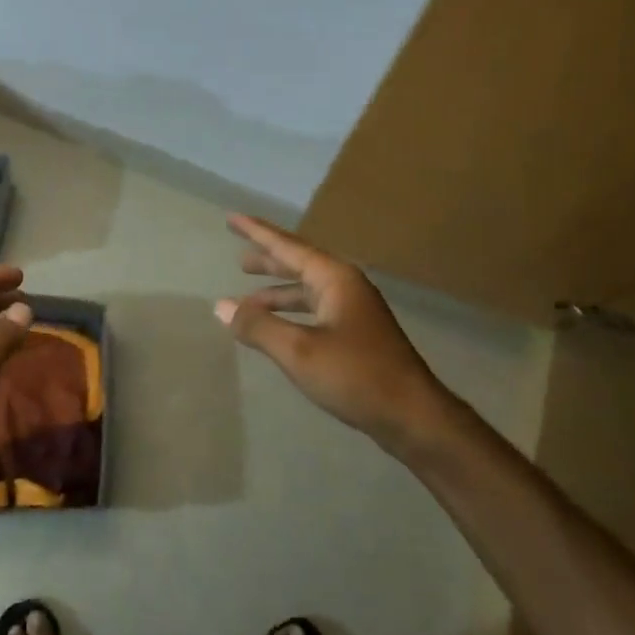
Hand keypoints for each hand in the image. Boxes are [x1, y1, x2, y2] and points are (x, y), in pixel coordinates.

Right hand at [216, 215, 448, 451]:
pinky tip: (278, 328)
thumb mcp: (299, 350)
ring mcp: (355, 311)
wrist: (413, 416)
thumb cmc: (356, 375)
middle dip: (268, 260)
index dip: (257, 232)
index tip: (232, 218)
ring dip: (277, 292)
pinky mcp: (357, 335)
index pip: (288, 246)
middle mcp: (346, 286)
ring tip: (247, 298)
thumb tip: (221, 305)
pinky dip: (291, 314)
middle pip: (299, 264)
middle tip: (239, 258)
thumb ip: (258, 326)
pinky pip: (315, 311)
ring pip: (307, 290)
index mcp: (335, 278)